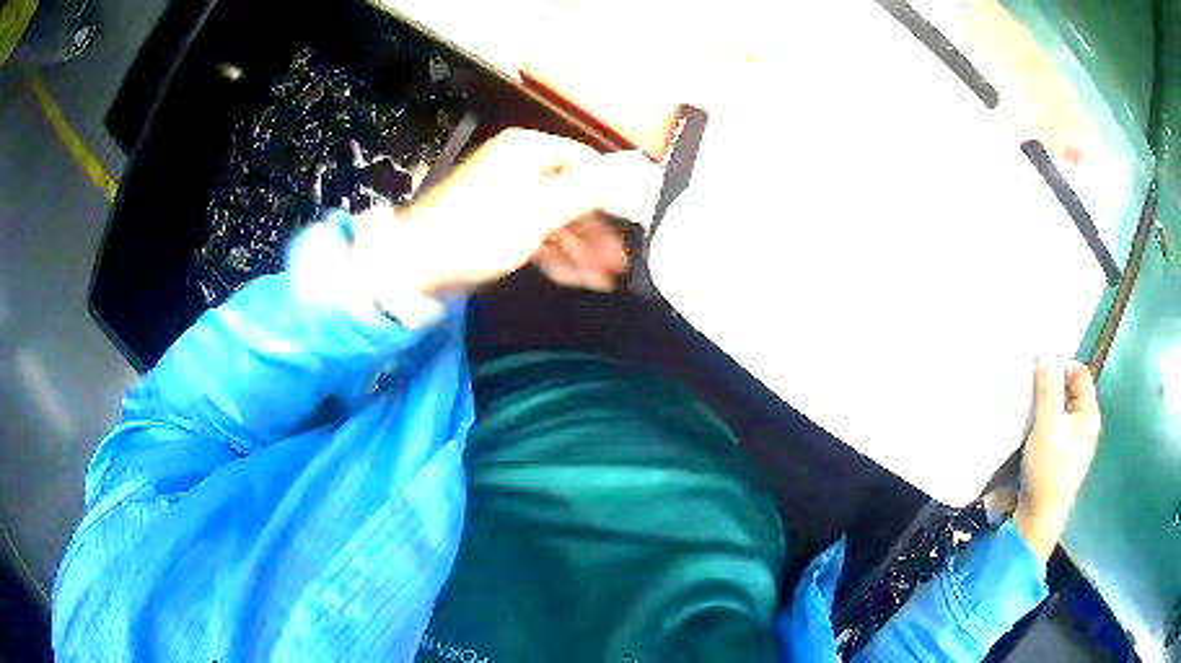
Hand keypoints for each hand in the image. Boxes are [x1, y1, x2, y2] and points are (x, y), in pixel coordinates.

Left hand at [351, 129, 658, 313]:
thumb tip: (636, 167)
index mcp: (530, 151)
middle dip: (597, 231)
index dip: (614, 192)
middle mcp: (521, 167)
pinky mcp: (498, 225)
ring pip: (557, 219)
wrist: (416, 267)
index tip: (639, 222)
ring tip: (605, 281)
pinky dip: (556, 255)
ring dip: (581, 249)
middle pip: (573, 195)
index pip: (587, 163)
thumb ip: (590, 189)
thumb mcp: (540, 210)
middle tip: (622, 263)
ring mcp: (508, 197)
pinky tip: (577, 280)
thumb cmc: (480, 231)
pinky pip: (537, 235)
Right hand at [1012, 359, 1101, 560]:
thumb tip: (1044, 351)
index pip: (1078, 372)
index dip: (1060, 367)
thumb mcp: (1048, 426)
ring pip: (1054, 410)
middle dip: (1047, 387)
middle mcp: (1082, 425)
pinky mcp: (1053, 457)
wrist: (1034, 521)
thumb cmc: (1048, 472)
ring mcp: (1068, 443)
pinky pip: (1046, 427)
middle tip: (1026, 391)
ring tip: (1021, 409)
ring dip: (1039, 406)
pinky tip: (1022, 429)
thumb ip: (1048, 387)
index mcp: (1088, 414)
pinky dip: (1036, 423)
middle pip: (1066, 390)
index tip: (1037, 374)